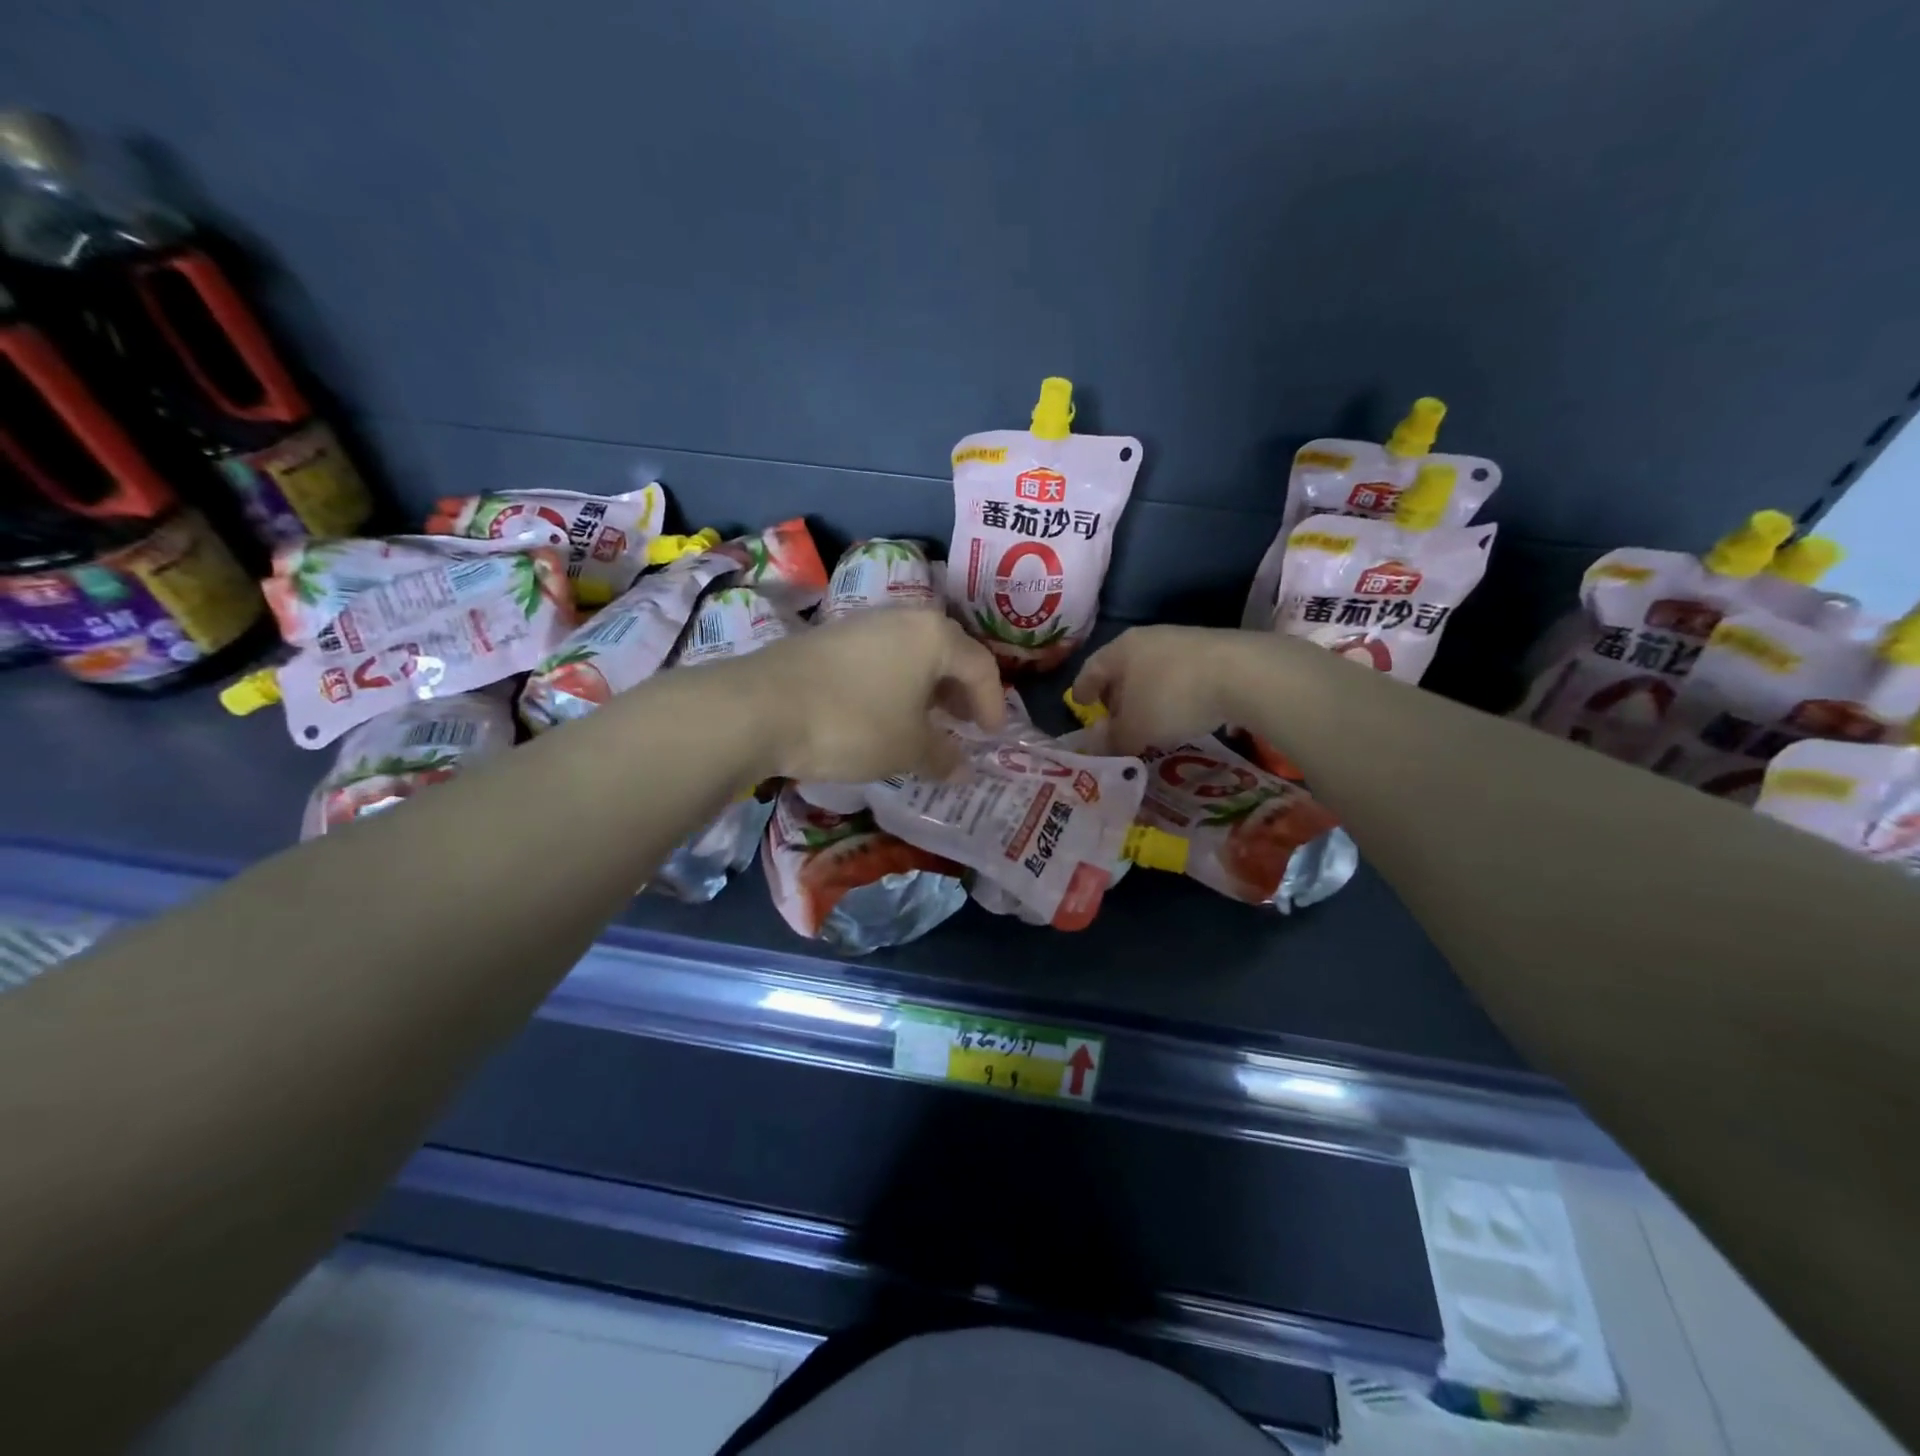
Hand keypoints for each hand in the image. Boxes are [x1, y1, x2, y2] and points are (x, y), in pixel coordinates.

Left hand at [749, 610, 1005, 780]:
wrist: (761, 707)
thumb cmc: (853, 724)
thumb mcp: (907, 748)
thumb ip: (942, 755)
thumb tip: (961, 768)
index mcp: (934, 635)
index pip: (980, 666)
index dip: (992, 704)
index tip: (990, 736)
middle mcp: (903, 617)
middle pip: (948, 652)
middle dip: (960, 691)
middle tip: (964, 725)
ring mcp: (863, 622)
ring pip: (912, 653)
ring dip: (927, 687)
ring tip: (926, 722)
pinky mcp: (831, 636)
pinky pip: (881, 657)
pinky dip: (896, 683)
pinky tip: (884, 712)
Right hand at [1069, 625, 1253, 754]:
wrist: (1243, 673)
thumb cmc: (1173, 698)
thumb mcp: (1136, 729)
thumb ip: (1112, 739)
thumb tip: (1096, 745)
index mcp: (1121, 649)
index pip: (1092, 668)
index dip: (1083, 688)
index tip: (1079, 703)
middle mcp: (1148, 638)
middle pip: (1123, 667)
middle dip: (1116, 693)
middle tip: (1114, 717)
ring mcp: (1183, 640)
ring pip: (1153, 669)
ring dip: (1146, 694)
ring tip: (1150, 718)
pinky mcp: (1213, 649)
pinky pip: (1180, 673)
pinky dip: (1173, 692)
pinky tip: (1182, 711)